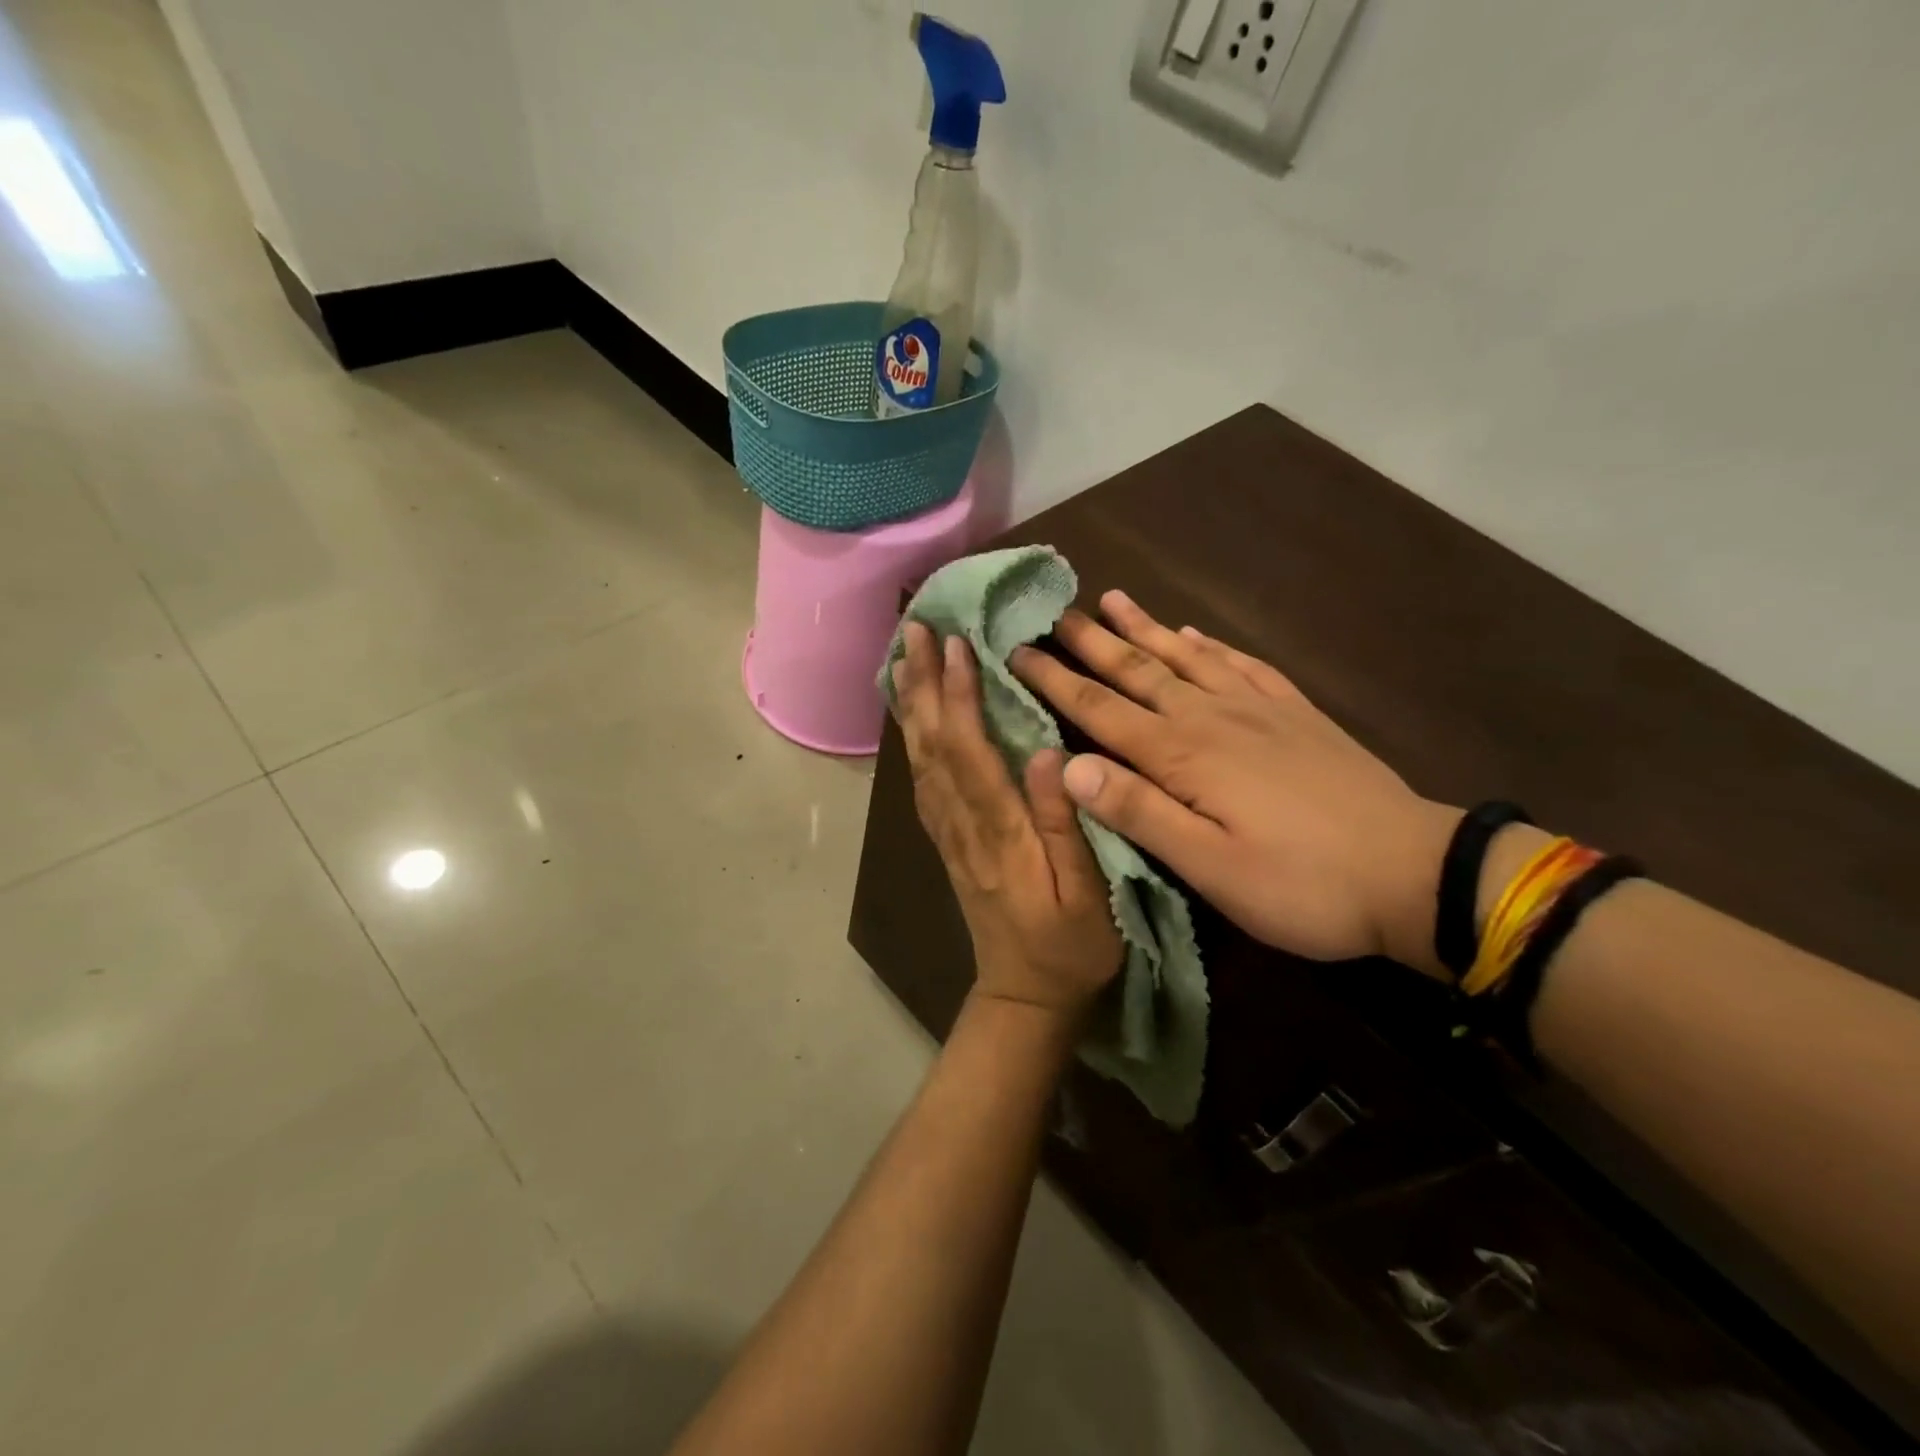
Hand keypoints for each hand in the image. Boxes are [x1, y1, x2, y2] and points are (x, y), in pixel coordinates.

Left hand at [891, 622, 1123, 1017]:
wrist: (1024, 995)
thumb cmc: (1069, 947)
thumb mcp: (1088, 893)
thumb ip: (1065, 824)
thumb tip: (1046, 754)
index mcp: (999, 831)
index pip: (970, 751)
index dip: (959, 695)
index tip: (955, 644)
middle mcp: (962, 824)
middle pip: (934, 745)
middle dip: (923, 683)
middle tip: (913, 628)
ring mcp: (948, 833)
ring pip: (920, 759)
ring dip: (911, 704)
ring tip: (904, 657)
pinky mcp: (947, 841)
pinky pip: (922, 780)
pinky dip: (913, 739)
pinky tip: (913, 717)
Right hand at [1011, 592, 1461, 977]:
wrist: (1414, 872)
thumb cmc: (1301, 883)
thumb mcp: (1209, 866)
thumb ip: (1137, 812)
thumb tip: (1068, 765)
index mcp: (1183, 755)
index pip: (1101, 709)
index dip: (1056, 680)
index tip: (1016, 650)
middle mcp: (1212, 717)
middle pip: (1139, 671)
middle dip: (1091, 641)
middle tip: (1054, 611)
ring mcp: (1258, 710)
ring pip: (1187, 657)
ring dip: (1146, 629)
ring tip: (1113, 598)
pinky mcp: (1296, 714)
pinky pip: (1243, 664)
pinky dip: (1212, 644)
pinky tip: (1196, 632)